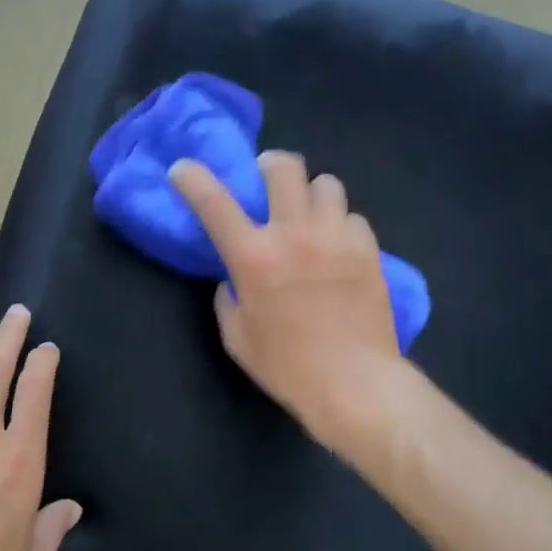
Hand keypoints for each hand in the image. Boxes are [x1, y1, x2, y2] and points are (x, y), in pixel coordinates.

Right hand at [169, 153, 403, 449]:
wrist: (355, 384)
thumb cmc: (287, 366)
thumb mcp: (237, 337)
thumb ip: (228, 298)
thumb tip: (233, 278)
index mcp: (253, 257)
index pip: (214, 202)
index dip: (192, 178)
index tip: (183, 169)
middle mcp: (294, 234)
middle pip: (284, 168)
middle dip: (271, 166)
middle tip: (267, 180)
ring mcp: (336, 238)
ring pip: (326, 184)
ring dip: (311, 194)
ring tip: (310, 214)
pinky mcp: (368, 250)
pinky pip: (353, 218)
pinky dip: (341, 226)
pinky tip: (339, 247)